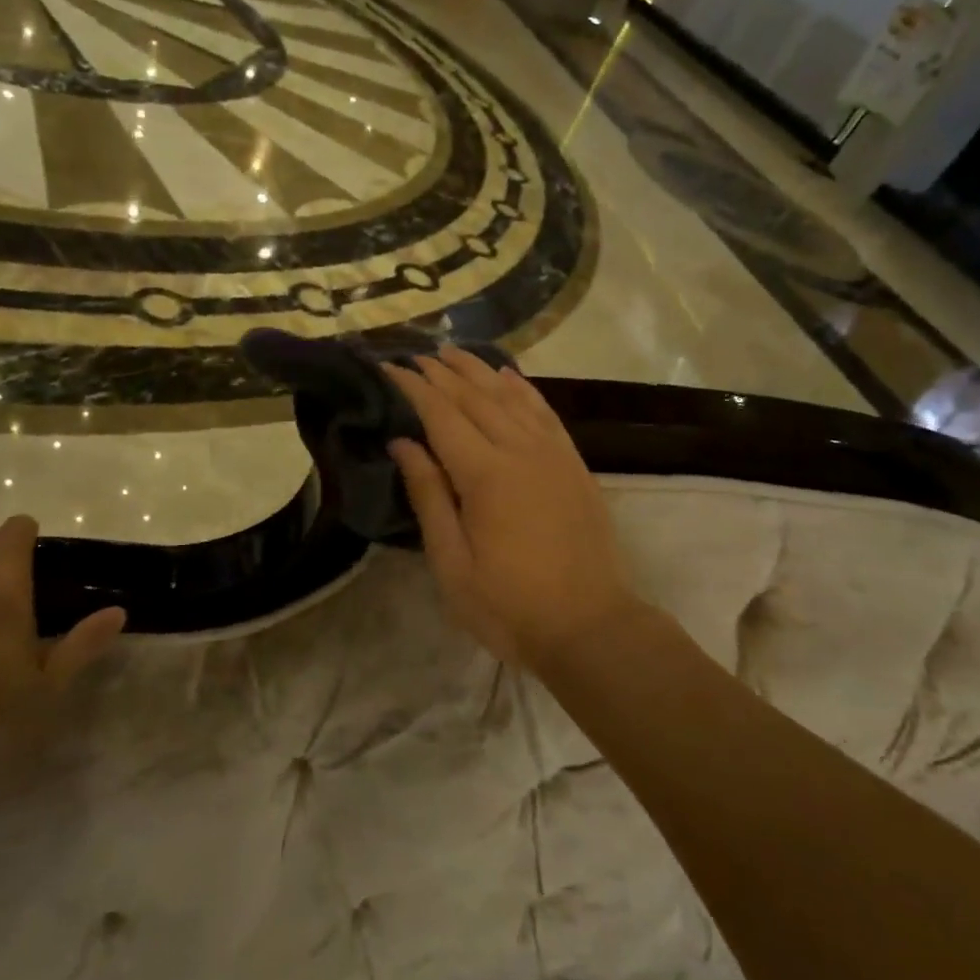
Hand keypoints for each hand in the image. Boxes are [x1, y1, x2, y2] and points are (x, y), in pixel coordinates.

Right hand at [384, 350, 647, 668]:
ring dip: (479, 370)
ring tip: (452, 353)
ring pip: (511, 396)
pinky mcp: (574, 464)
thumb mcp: (452, 563)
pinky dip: (523, 388)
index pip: (441, 414)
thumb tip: (403, 442)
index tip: (389, 366)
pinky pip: (545, 412)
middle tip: (415, 355)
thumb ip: (429, 495)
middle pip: (475, 396)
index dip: (414, 387)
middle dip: (442, 372)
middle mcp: (521, 450)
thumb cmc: (509, 605)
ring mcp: (553, 454)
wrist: (590, 626)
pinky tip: (508, 376)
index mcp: (485, 475)